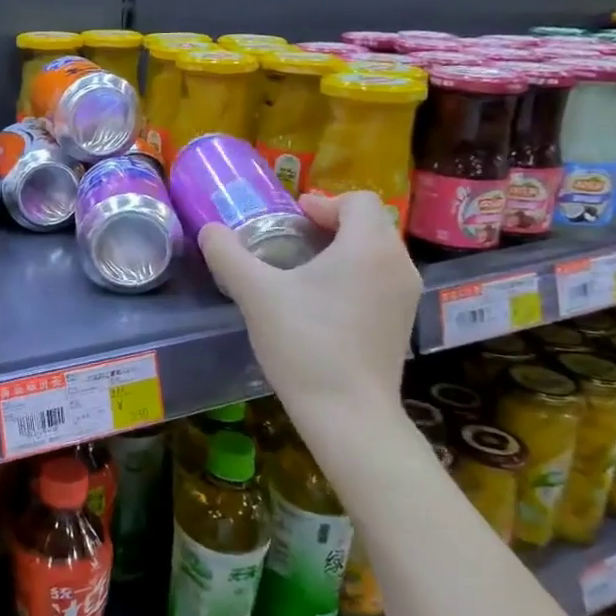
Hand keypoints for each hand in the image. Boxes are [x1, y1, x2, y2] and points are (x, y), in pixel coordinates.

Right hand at [199, 191, 418, 422]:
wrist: (348, 414)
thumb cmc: (305, 343)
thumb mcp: (256, 294)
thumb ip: (229, 254)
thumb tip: (210, 231)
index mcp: (369, 247)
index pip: (359, 200)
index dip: (323, 202)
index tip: (292, 218)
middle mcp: (398, 265)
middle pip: (370, 225)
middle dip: (332, 225)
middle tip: (293, 240)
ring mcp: (405, 297)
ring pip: (377, 254)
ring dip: (344, 251)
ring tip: (305, 271)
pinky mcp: (401, 325)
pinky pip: (381, 281)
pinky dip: (355, 277)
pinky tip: (323, 305)